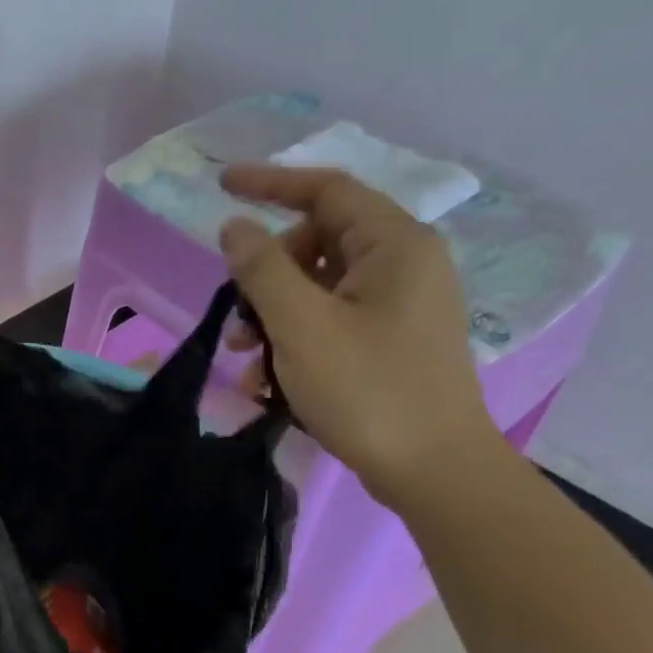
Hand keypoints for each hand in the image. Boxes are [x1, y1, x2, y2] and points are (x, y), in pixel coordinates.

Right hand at [218, 165, 500, 509]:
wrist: (431, 469)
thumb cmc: (367, 390)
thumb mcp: (301, 326)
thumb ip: (262, 270)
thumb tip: (235, 226)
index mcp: (394, 245)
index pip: (326, 190)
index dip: (270, 183)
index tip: (220, 186)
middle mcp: (403, 265)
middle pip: (317, 243)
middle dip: (266, 278)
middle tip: (238, 323)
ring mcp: (399, 307)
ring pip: (318, 289)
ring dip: (273, 319)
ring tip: (247, 364)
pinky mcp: (391, 342)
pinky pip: (332, 322)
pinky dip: (296, 343)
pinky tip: (271, 384)